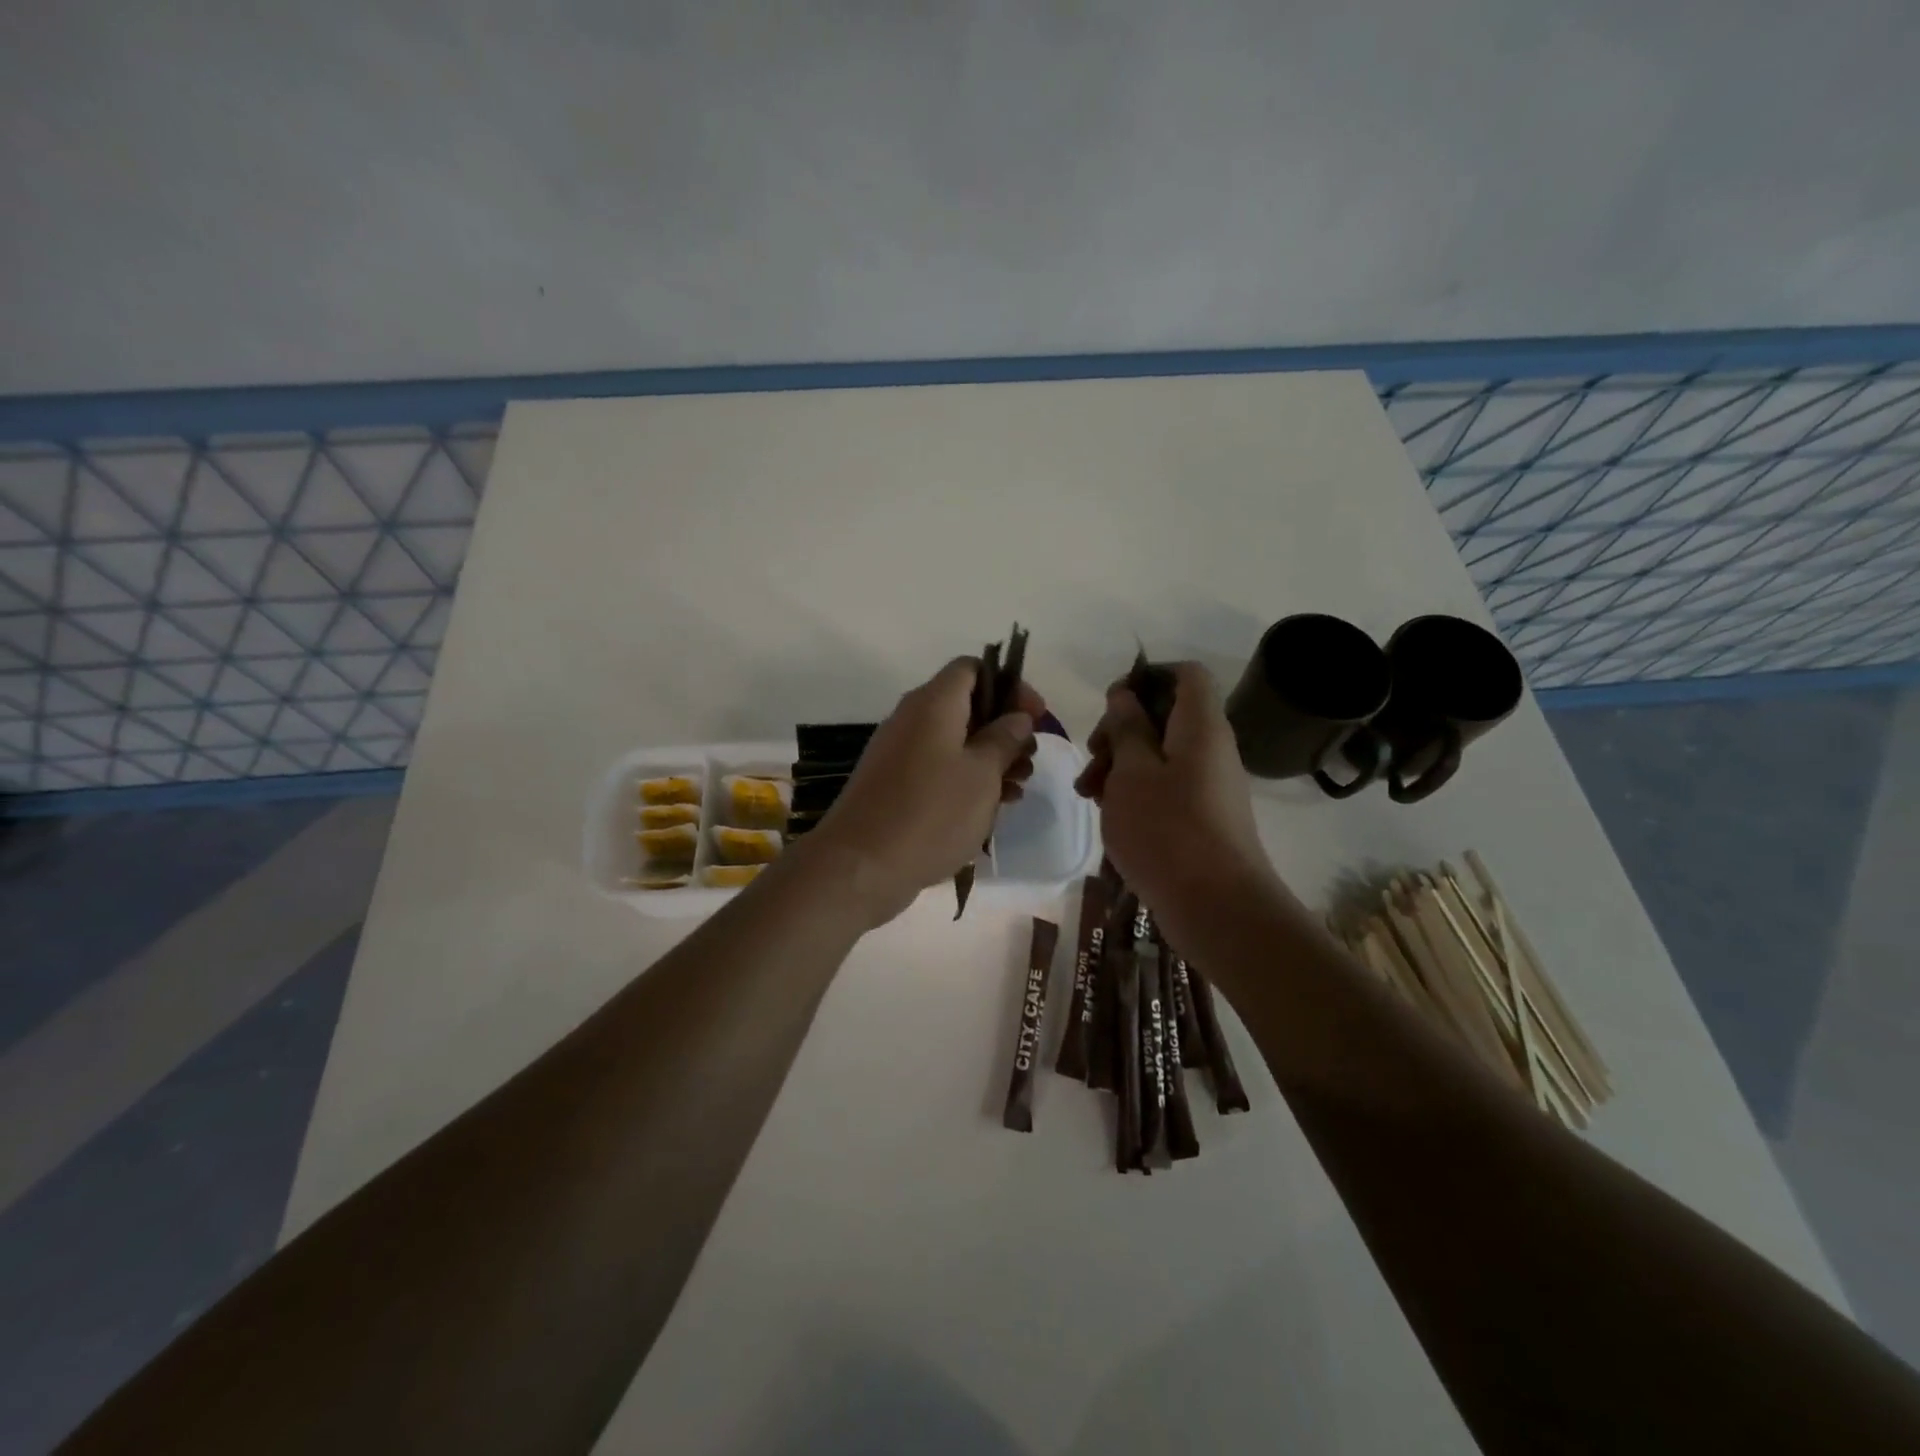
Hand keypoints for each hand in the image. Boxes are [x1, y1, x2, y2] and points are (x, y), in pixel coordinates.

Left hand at [804, 658, 1042, 925]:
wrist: (861, 866)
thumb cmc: (931, 813)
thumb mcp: (982, 774)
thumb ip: (1004, 739)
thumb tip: (1016, 717)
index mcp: (934, 703)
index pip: (972, 668)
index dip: (1009, 685)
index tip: (1035, 716)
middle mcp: (912, 718)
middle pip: (966, 706)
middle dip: (1004, 728)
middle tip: (1030, 758)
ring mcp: (899, 752)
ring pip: (954, 741)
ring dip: (990, 758)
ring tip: (1017, 789)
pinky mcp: (893, 784)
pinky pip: (938, 768)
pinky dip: (966, 779)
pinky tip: (990, 808)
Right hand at [1075, 662, 1278, 935]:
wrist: (1216, 907)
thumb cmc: (1167, 828)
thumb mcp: (1132, 771)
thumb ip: (1127, 727)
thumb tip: (1126, 695)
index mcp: (1200, 725)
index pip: (1186, 674)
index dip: (1147, 676)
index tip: (1111, 703)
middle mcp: (1211, 748)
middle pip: (1165, 716)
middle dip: (1121, 729)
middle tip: (1092, 756)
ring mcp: (1208, 785)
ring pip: (1159, 754)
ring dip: (1120, 764)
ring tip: (1088, 794)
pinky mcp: (1201, 816)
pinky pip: (1165, 786)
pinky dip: (1135, 791)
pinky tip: (1108, 814)